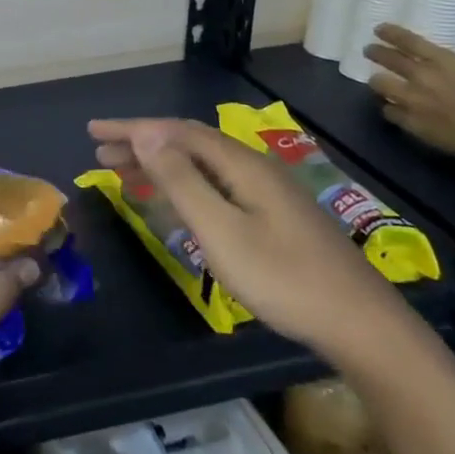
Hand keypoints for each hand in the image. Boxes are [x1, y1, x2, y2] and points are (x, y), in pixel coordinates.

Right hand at [87, 118, 404, 359]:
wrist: (361, 325)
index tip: (94, 131)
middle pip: (189, 142)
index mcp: (242, 165)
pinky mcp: (275, 215)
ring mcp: (268, 191)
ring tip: (123, 170)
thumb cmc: (282, 278)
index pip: (176, 132)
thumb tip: (146, 134)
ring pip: (203, 163)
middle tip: (100, 150)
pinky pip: (216, 182)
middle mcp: (254, 168)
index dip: (133, 128)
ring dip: (161, 162)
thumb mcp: (221, 230)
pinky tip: (175, 198)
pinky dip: (184, 181)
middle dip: (142, 142)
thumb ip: (181, 180)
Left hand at [363, 24, 454, 163]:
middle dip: (376, 53)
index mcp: (445, 62)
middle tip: (369, 50)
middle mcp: (421, 76)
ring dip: (379, 82)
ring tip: (380, 83)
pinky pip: (388, 111)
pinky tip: (393, 109)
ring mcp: (411, 100)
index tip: (379, 29)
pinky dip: (390, 109)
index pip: (409, 41)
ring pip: (379, 85)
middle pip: (388, 59)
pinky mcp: (408, 122)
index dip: (391, 34)